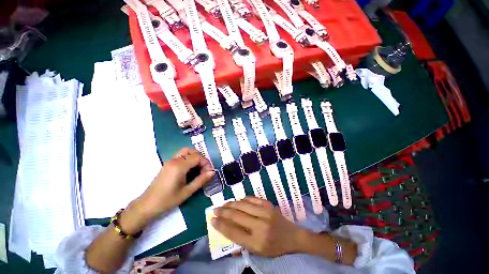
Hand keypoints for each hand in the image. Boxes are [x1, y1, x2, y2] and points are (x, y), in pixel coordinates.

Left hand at [126, 148, 214, 229]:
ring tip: (199, 168)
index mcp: (179, 166)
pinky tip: (190, 169)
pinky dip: (189, 158)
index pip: (198, 157)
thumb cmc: (167, 200)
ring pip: (186, 151)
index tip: (209, 172)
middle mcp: (174, 160)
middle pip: (192, 151)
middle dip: (201, 159)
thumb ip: (201, 180)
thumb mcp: (187, 192)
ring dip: (195, 157)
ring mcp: (170, 161)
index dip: (206, 163)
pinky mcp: (168, 164)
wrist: (147, 205)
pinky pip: (181, 155)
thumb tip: (213, 172)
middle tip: (204, 170)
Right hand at [212, 197, 302, 256]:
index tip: (212, 220)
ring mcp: (265, 213)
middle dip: (223, 212)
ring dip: (231, 204)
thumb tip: (226, 231)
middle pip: (237, 216)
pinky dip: (242, 199)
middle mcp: (260, 226)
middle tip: (215, 209)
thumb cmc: (274, 247)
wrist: (292, 236)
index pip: (234, 233)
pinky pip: (252, 199)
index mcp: (257, 243)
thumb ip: (242, 243)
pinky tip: (237, 201)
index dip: (221, 226)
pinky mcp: (268, 205)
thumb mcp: (258, 252)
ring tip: (224, 204)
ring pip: (243, 205)